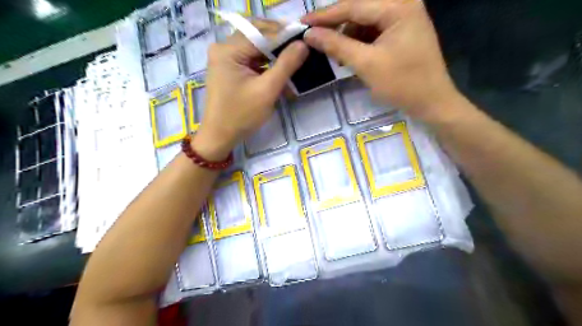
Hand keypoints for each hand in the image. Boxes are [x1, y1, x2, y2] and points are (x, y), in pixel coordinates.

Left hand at [192, 23, 307, 159]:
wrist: (220, 136)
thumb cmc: (241, 115)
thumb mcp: (267, 90)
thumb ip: (285, 65)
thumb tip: (302, 44)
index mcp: (228, 50)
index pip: (261, 33)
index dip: (285, 35)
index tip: (305, 41)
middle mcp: (223, 48)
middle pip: (257, 37)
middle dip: (280, 45)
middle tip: (301, 51)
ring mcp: (225, 58)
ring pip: (255, 49)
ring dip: (274, 57)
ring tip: (294, 64)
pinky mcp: (228, 69)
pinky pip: (251, 60)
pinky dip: (266, 66)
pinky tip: (280, 74)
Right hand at [302, 0, 462, 120]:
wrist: (432, 102)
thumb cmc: (402, 84)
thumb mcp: (366, 64)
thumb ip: (337, 46)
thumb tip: (310, 34)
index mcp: (398, 6)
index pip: (353, 5)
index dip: (324, 16)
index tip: (302, 23)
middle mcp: (402, 4)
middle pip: (360, 9)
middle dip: (336, 25)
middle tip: (314, 36)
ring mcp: (404, 17)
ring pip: (365, 21)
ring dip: (347, 35)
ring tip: (334, 54)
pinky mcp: (402, 31)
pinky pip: (373, 31)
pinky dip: (359, 42)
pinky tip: (350, 56)